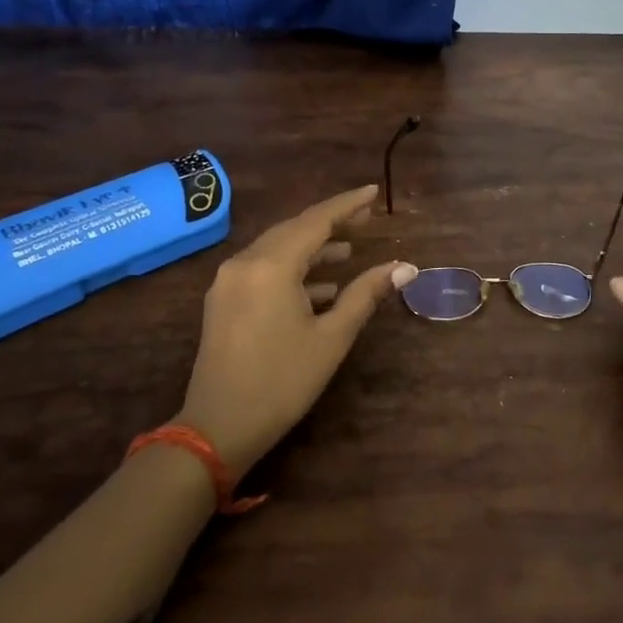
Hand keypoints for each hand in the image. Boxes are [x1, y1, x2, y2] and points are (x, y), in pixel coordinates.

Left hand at [178, 185, 416, 476]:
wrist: (218, 429)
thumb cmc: (282, 382)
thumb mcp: (331, 338)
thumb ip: (366, 294)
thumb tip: (404, 268)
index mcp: (271, 266)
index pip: (316, 221)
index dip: (347, 205)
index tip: (372, 193)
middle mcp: (245, 263)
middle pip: (294, 230)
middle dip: (330, 223)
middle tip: (366, 219)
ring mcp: (229, 282)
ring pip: (277, 249)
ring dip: (312, 248)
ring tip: (349, 252)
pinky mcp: (223, 301)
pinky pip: (263, 270)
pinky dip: (292, 271)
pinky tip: (321, 288)